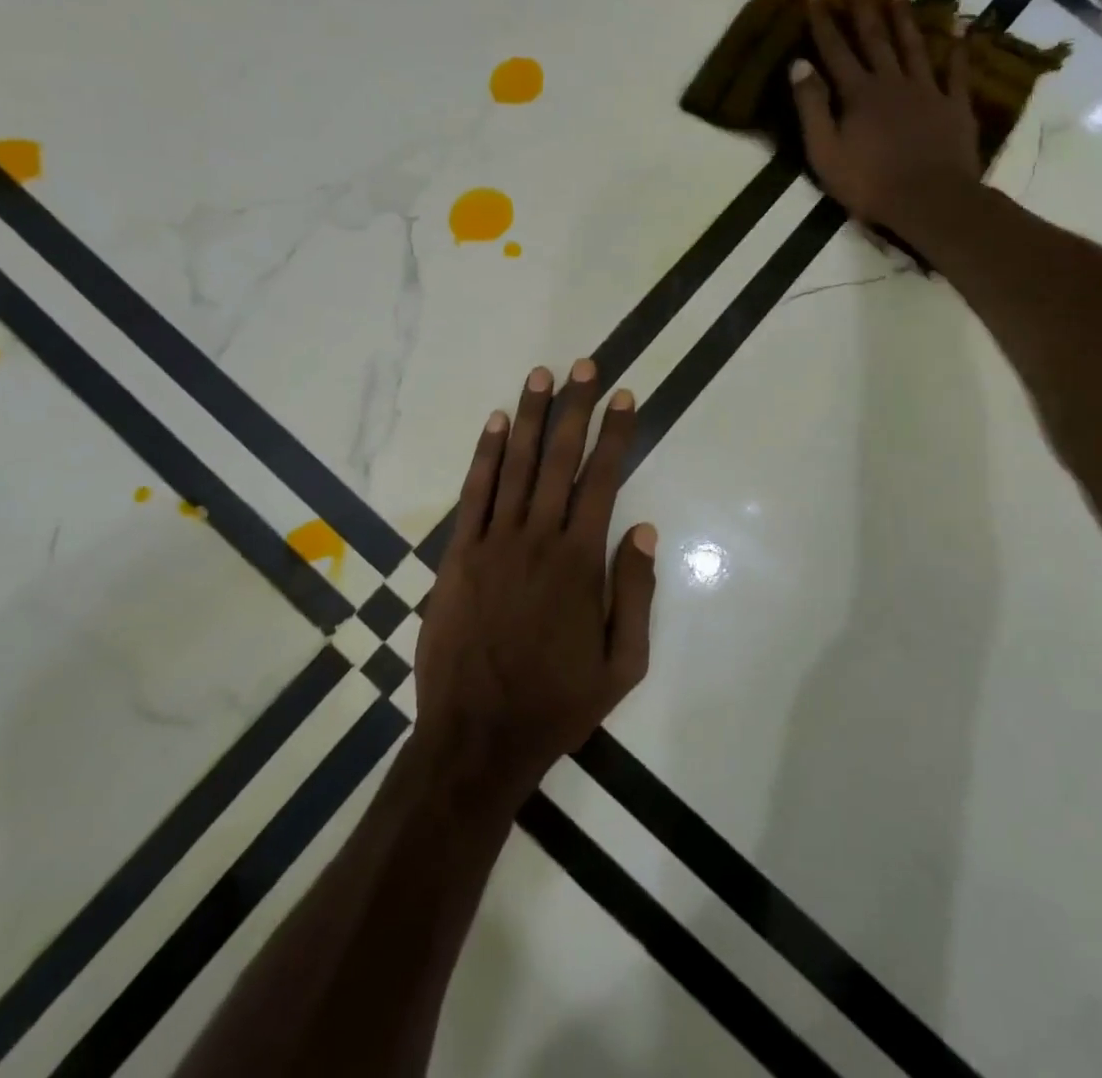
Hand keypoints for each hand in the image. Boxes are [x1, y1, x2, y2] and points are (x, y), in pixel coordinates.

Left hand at [413, 360, 657, 799]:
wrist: (478, 736)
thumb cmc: (557, 702)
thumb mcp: (623, 664)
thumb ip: (635, 592)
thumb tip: (642, 528)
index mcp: (580, 561)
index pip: (602, 479)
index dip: (616, 434)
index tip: (625, 397)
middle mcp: (538, 538)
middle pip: (560, 459)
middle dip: (576, 408)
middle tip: (585, 365)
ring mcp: (493, 542)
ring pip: (516, 465)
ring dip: (532, 417)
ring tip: (542, 375)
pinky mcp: (458, 555)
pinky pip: (474, 493)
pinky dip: (486, 455)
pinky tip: (496, 423)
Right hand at [790, 0, 979, 227]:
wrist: (929, 200)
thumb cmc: (869, 184)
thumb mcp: (824, 153)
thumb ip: (811, 108)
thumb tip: (798, 65)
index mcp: (858, 94)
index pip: (834, 50)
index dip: (822, 20)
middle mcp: (891, 82)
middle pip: (874, 37)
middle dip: (862, 4)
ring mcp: (927, 91)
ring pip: (913, 44)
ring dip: (903, 14)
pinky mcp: (954, 106)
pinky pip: (957, 69)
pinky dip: (958, 45)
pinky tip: (961, 22)